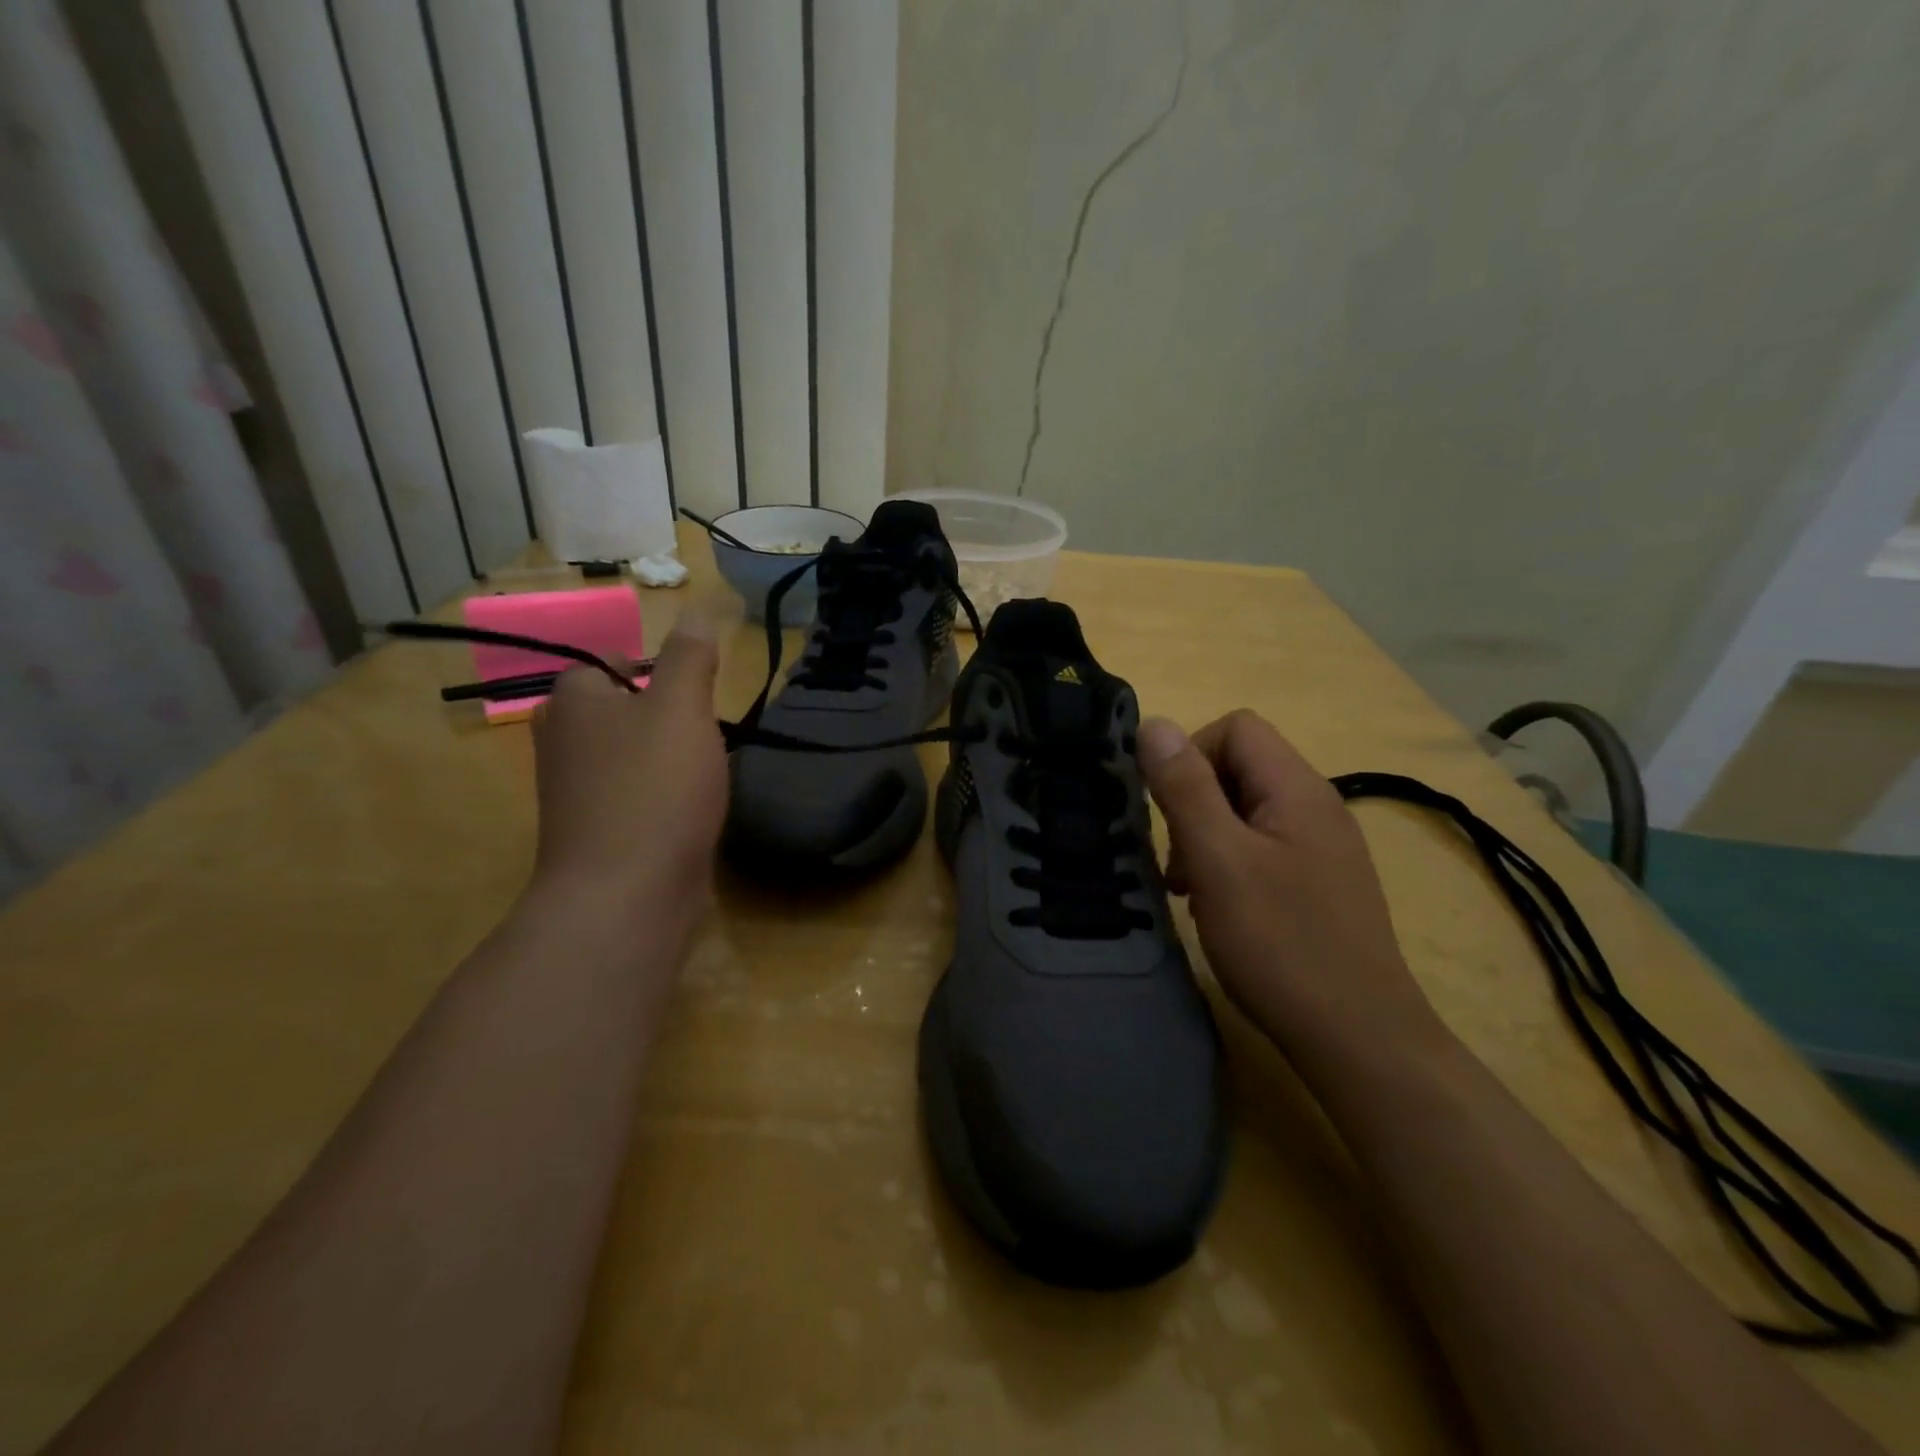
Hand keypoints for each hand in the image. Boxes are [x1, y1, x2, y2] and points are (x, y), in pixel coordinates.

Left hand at [529, 613, 727, 921]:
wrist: (626, 896)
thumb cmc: (654, 788)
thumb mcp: (681, 707)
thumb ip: (691, 656)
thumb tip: (701, 607)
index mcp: (573, 701)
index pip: (611, 663)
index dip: (657, 670)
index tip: (696, 691)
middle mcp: (562, 741)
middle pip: (622, 709)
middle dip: (666, 715)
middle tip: (705, 729)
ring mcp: (576, 792)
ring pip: (630, 755)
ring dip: (668, 757)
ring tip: (705, 769)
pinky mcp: (597, 833)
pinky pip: (634, 795)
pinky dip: (663, 795)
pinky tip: (692, 808)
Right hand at [1136, 710, 1441, 1067]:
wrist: (1359, 1038)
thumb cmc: (1281, 943)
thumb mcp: (1219, 859)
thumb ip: (1185, 788)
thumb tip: (1153, 724)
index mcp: (1297, 789)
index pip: (1236, 728)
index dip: (1191, 755)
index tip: (1169, 811)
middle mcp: (1316, 805)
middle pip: (1240, 767)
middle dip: (1193, 802)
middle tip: (1178, 862)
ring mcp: (1322, 846)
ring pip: (1245, 810)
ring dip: (1206, 836)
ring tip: (1191, 888)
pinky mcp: (1319, 882)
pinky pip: (1261, 846)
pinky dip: (1228, 863)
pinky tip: (1217, 906)